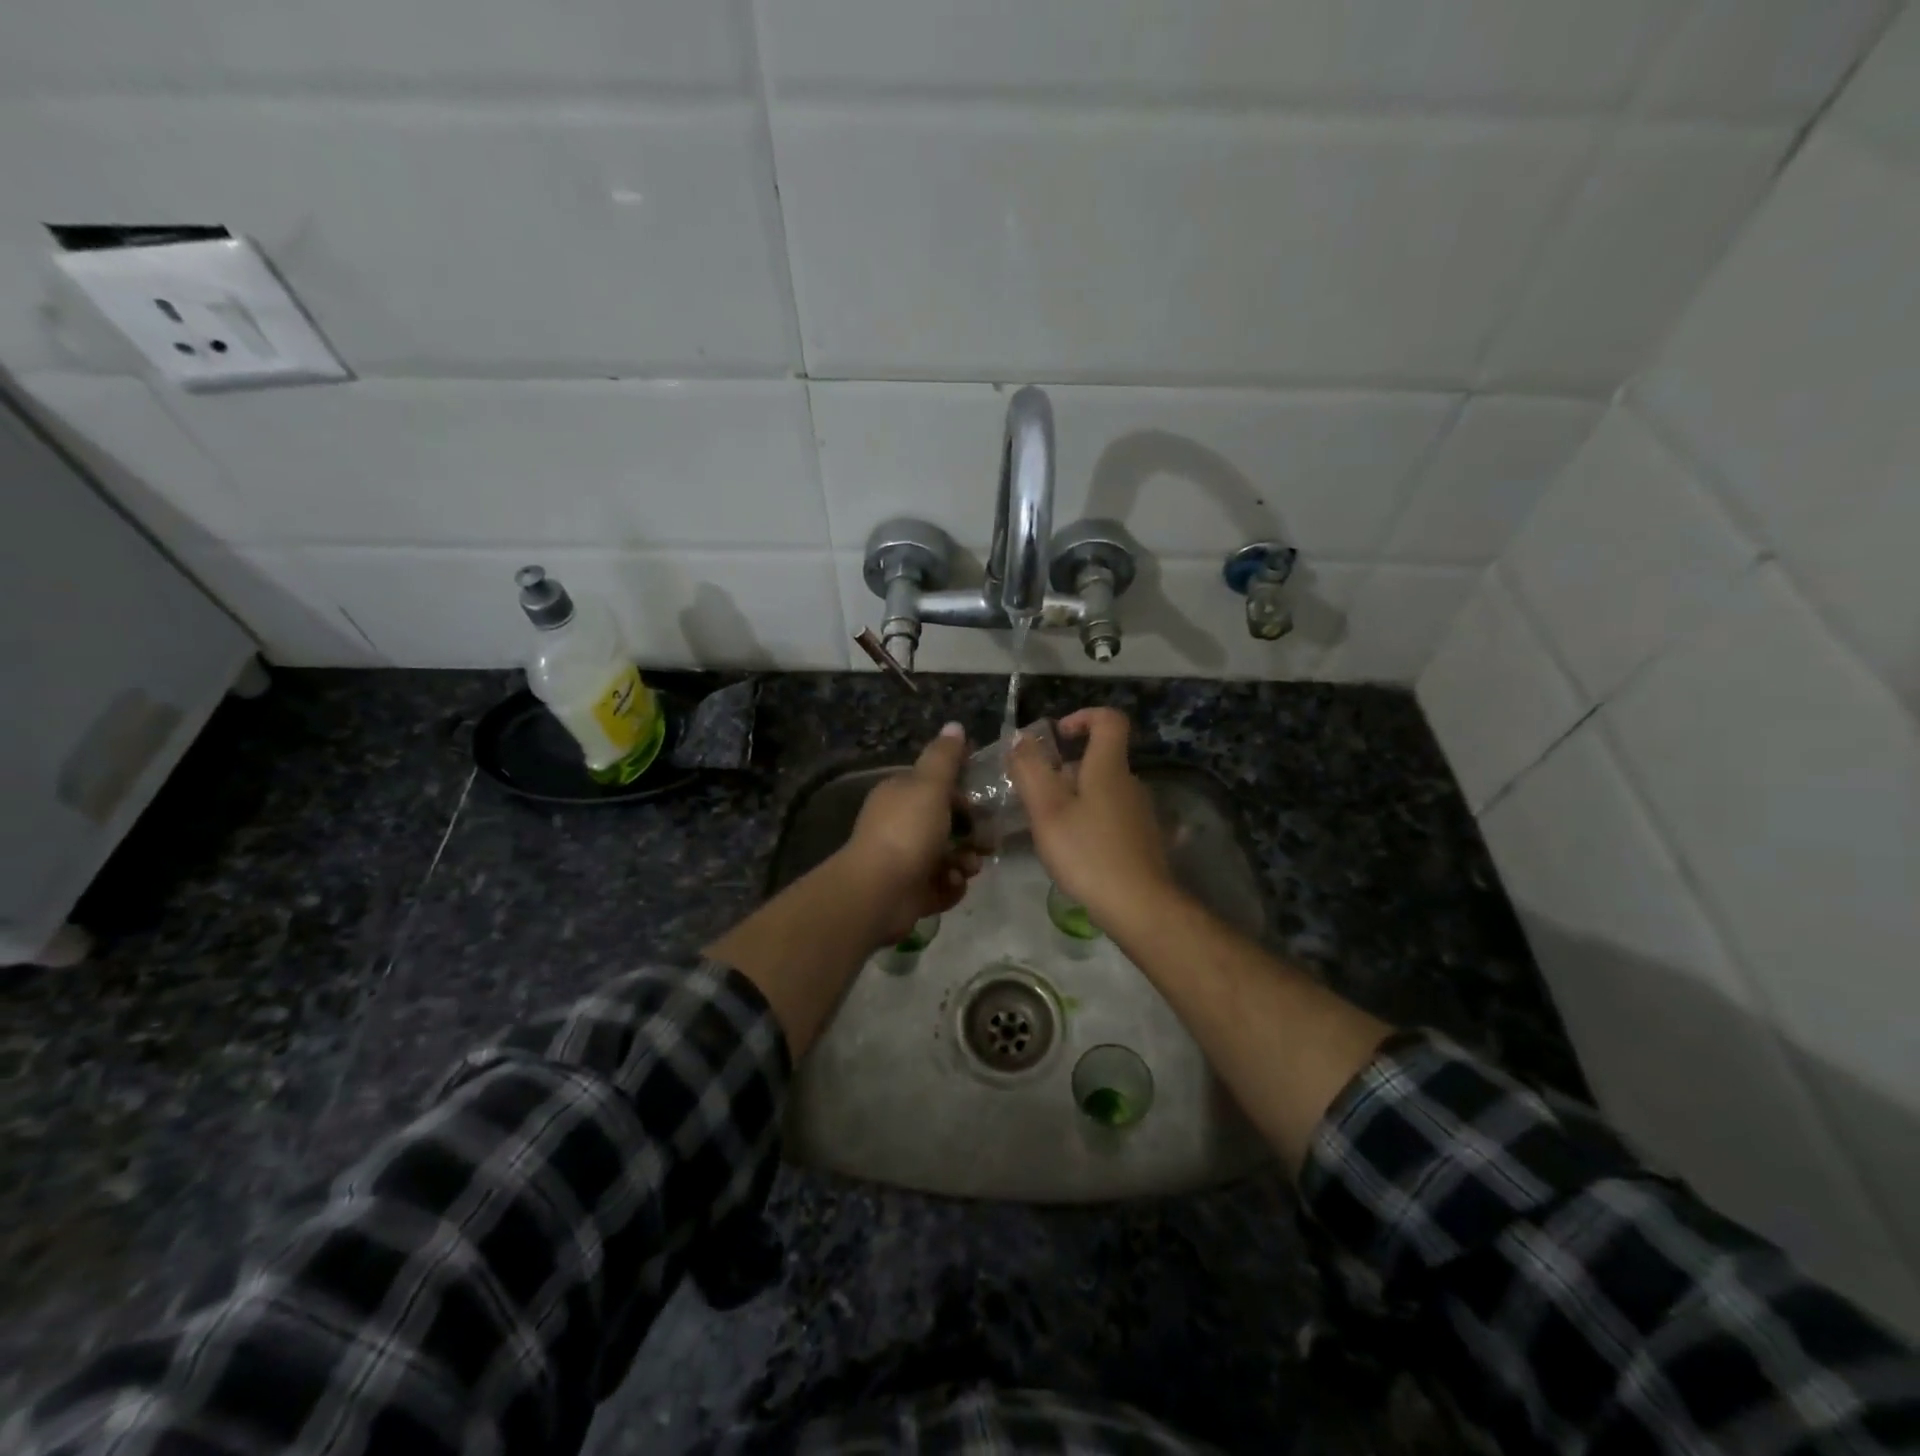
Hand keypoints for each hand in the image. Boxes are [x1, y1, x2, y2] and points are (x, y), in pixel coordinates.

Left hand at [835, 722, 983, 945]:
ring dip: (964, 861)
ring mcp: (904, 860)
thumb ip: (945, 757)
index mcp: (900, 795)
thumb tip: (955, 725)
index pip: (938, 787)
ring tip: (967, 868)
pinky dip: (949, 886)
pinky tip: (949, 885)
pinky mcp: (911, 891)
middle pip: (947, 824)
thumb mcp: (930, 785)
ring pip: (948, 856)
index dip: (964, 794)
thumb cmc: (907, 831)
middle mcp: (900, 825)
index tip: (985, 802)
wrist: (879, 892)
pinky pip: (942, 885)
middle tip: (987, 843)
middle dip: (971, 834)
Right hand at [1008, 708, 1172, 923]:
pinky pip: (1112, 816)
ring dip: (1076, 799)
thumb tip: (1021, 739)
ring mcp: (1141, 813)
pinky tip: (1076, 850)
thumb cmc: (1087, 853)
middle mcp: (1131, 783)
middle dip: (1066, 770)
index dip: (1083, 717)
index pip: (1109, 720)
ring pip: (1104, 791)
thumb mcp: (1047, 810)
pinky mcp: (1144, 839)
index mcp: (1109, 768)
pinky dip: (1091, 821)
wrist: (1139, 906)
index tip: (1058, 737)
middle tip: (1037, 797)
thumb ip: (1030, 770)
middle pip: (1100, 760)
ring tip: (1051, 828)